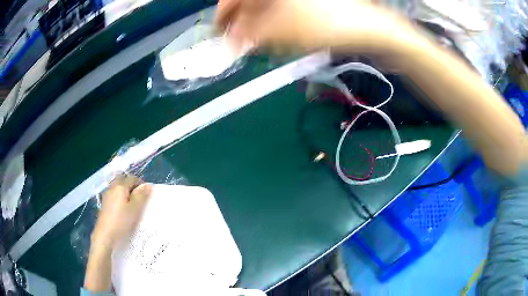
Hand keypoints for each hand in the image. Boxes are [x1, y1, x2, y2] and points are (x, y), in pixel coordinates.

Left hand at [91, 174, 152, 249]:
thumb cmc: (121, 221)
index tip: (146, 195)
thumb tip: (148, 185)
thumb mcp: (135, 209)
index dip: (141, 184)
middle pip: (124, 180)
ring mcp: (107, 194)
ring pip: (118, 188)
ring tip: (132, 205)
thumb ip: (141, 196)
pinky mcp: (104, 202)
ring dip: (126, 192)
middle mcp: (112, 186)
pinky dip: (120, 197)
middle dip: (132, 186)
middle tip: (139, 199)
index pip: (133, 178)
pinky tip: (122, 209)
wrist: (105, 234)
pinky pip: (114, 194)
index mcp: (120, 186)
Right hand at [216, 0, 414, 54]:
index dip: (223, 14)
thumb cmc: (325, 24)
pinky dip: (279, 27)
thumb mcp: (280, 31)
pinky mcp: (310, 5)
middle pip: (252, 3)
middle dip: (243, 24)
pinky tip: (283, 39)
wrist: (370, 29)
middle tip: (240, 44)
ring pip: (267, 9)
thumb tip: (230, 41)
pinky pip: (284, 13)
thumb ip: (248, 35)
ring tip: (265, 44)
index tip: (217, 34)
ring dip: (261, 28)